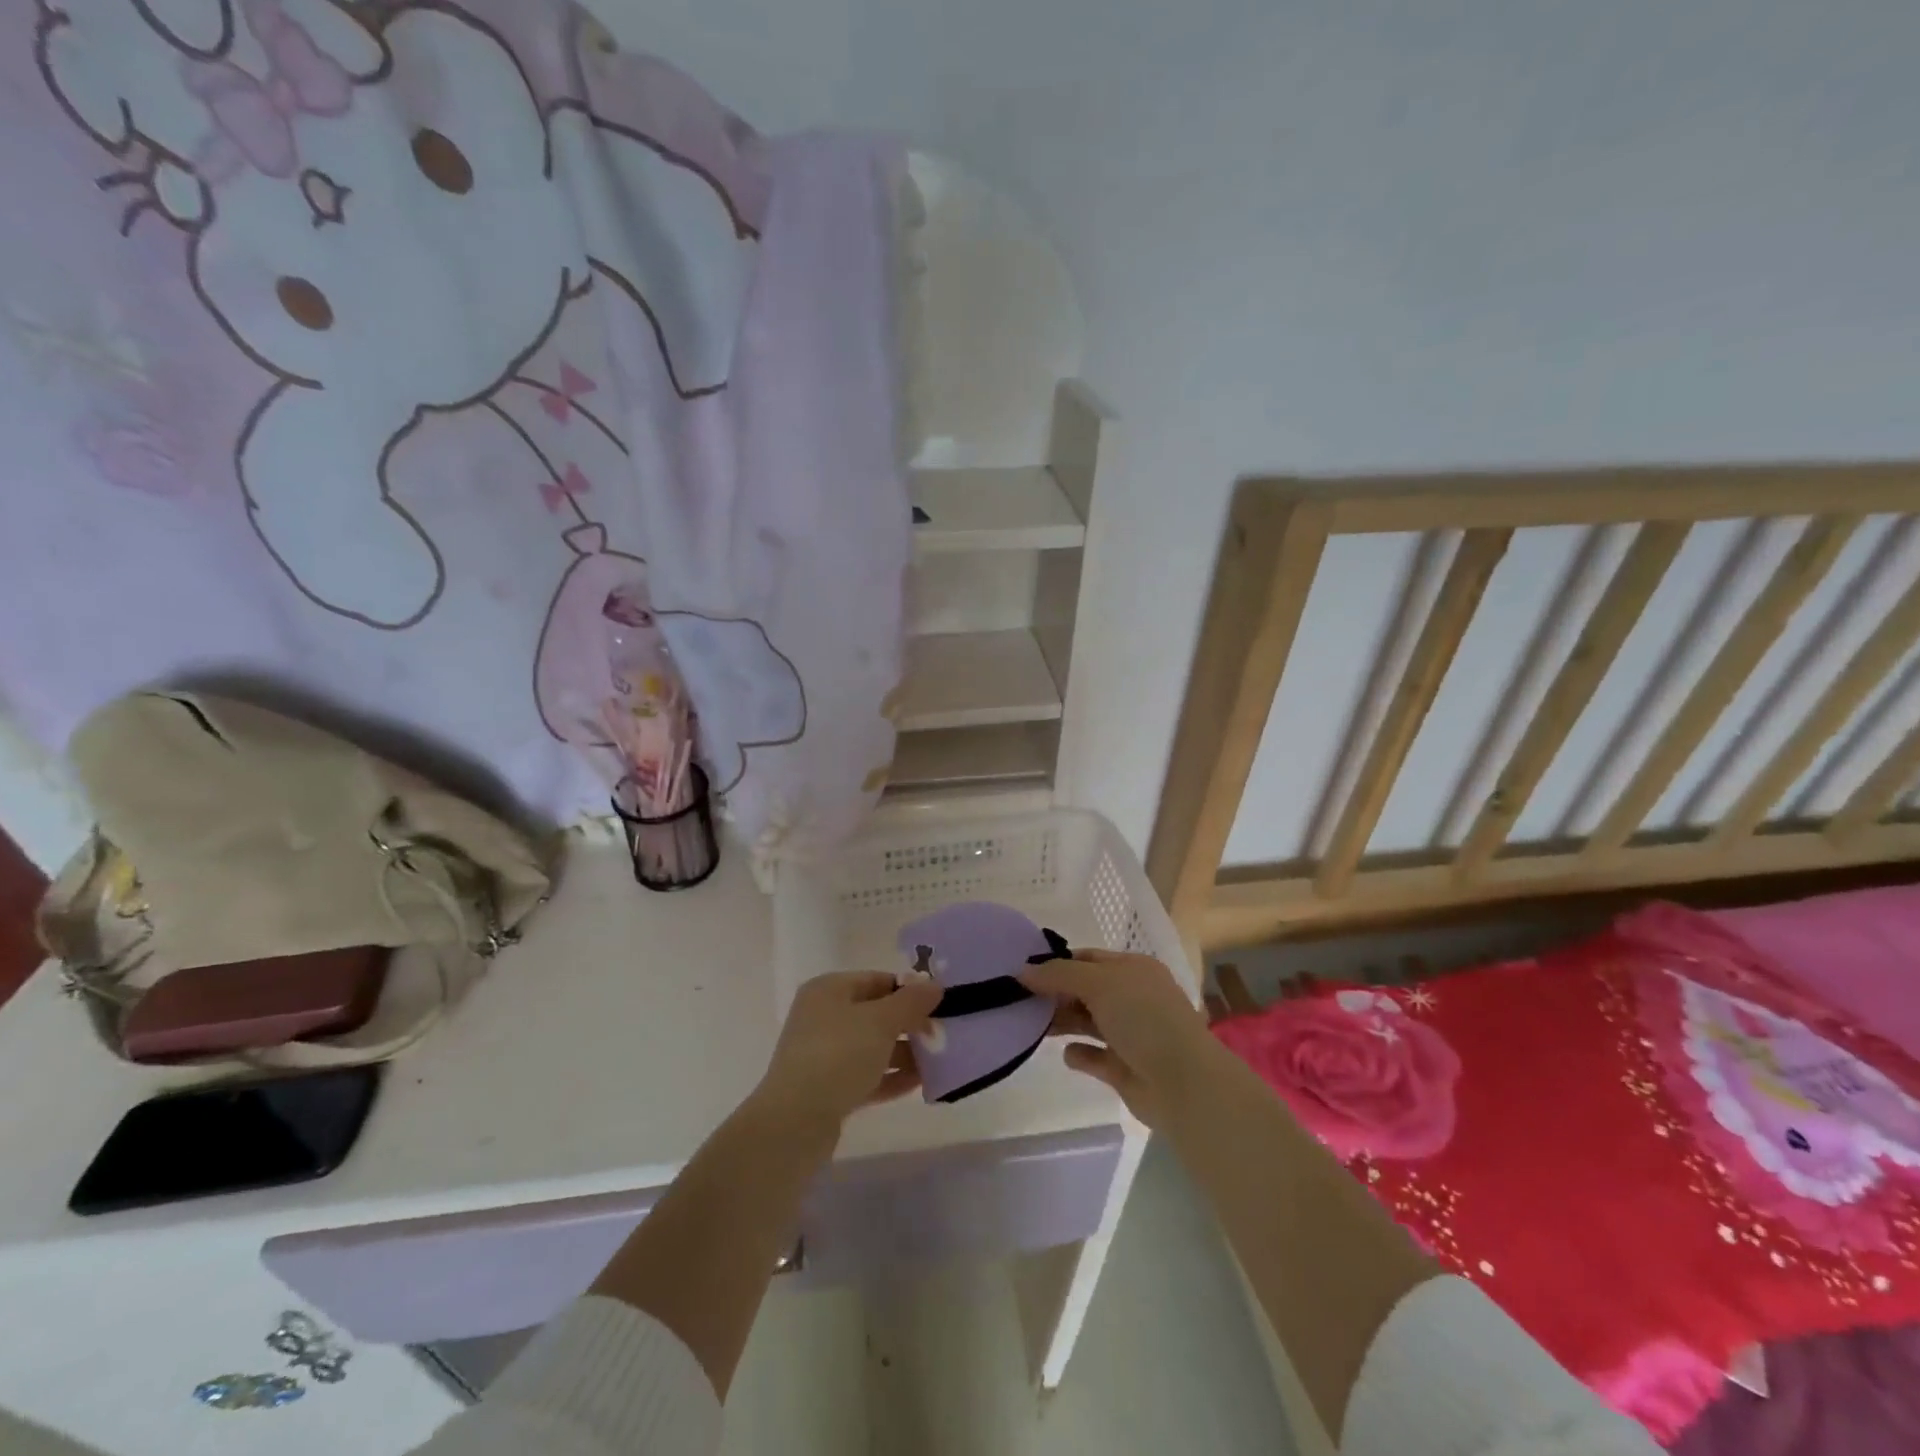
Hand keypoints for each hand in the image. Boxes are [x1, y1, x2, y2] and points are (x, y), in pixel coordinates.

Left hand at [755, 971, 942, 1132]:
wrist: (794, 1123)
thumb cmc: (838, 1055)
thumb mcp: (881, 1021)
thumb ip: (911, 1002)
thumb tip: (934, 986)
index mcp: (828, 990)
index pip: (876, 980)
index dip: (909, 990)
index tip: (939, 1005)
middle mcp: (823, 1017)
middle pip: (875, 1014)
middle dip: (909, 1025)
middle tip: (941, 1036)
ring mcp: (823, 1055)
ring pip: (872, 1047)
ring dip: (903, 1054)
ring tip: (937, 1062)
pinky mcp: (827, 1090)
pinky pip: (866, 1076)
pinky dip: (890, 1077)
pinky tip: (919, 1084)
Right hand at [1019, 948, 1218, 1125]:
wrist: (1183, 1082)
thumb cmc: (1143, 1018)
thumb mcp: (1099, 983)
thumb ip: (1059, 975)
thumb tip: (1022, 972)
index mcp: (1133, 970)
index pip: (1088, 959)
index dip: (1058, 964)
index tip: (1024, 973)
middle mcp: (1133, 998)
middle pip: (1085, 990)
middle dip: (1056, 994)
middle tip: (1021, 1001)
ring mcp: (1130, 1034)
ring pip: (1088, 1022)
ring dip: (1063, 1022)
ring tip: (1033, 1025)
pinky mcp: (1124, 1068)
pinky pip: (1094, 1056)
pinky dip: (1080, 1054)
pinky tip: (1068, 1054)